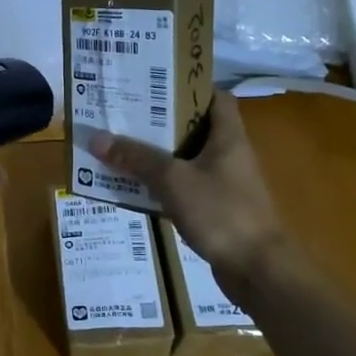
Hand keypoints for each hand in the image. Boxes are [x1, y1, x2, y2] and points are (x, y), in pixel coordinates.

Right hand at [88, 90, 287, 277]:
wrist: (258, 271)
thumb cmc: (222, 212)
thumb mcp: (173, 180)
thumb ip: (136, 158)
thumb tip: (96, 138)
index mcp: (227, 137)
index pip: (215, 97)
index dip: (188, 86)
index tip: (154, 85)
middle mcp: (228, 155)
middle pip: (193, 128)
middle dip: (159, 122)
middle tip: (124, 114)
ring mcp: (223, 185)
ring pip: (185, 160)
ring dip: (156, 155)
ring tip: (119, 146)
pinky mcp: (215, 210)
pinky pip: (182, 188)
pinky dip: (160, 185)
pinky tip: (133, 187)